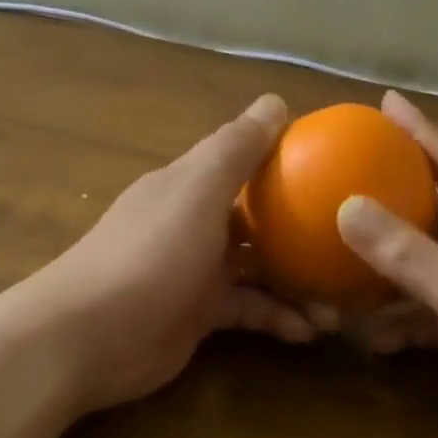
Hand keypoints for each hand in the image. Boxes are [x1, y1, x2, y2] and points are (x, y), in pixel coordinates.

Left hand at [19, 94, 314, 413]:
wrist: (86, 337)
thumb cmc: (148, 254)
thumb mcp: (196, 192)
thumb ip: (236, 148)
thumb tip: (275, 100)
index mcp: (192, 184)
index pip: (246, 159)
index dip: (288, 159)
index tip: (338, 169)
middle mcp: (197, 221)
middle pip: (259, 217)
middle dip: (302, 229)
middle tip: (350, 244)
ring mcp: (198, 270)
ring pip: (260, 268)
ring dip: (298, 280)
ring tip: (342, 301)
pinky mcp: (200, 315)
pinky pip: (250, 310)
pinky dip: (278, 318)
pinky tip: (309, 332)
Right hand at [334, 92, 437, 437]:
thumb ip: (417, 259)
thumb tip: (349, 207)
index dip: (421, 133)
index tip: (383, 103)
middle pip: (429, 213)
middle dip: (387, 193)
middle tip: (337, 177)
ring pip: (415, 270)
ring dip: (376, 268)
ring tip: (328, 261)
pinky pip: (415, 318)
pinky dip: (388, 322)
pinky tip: (361, 334)